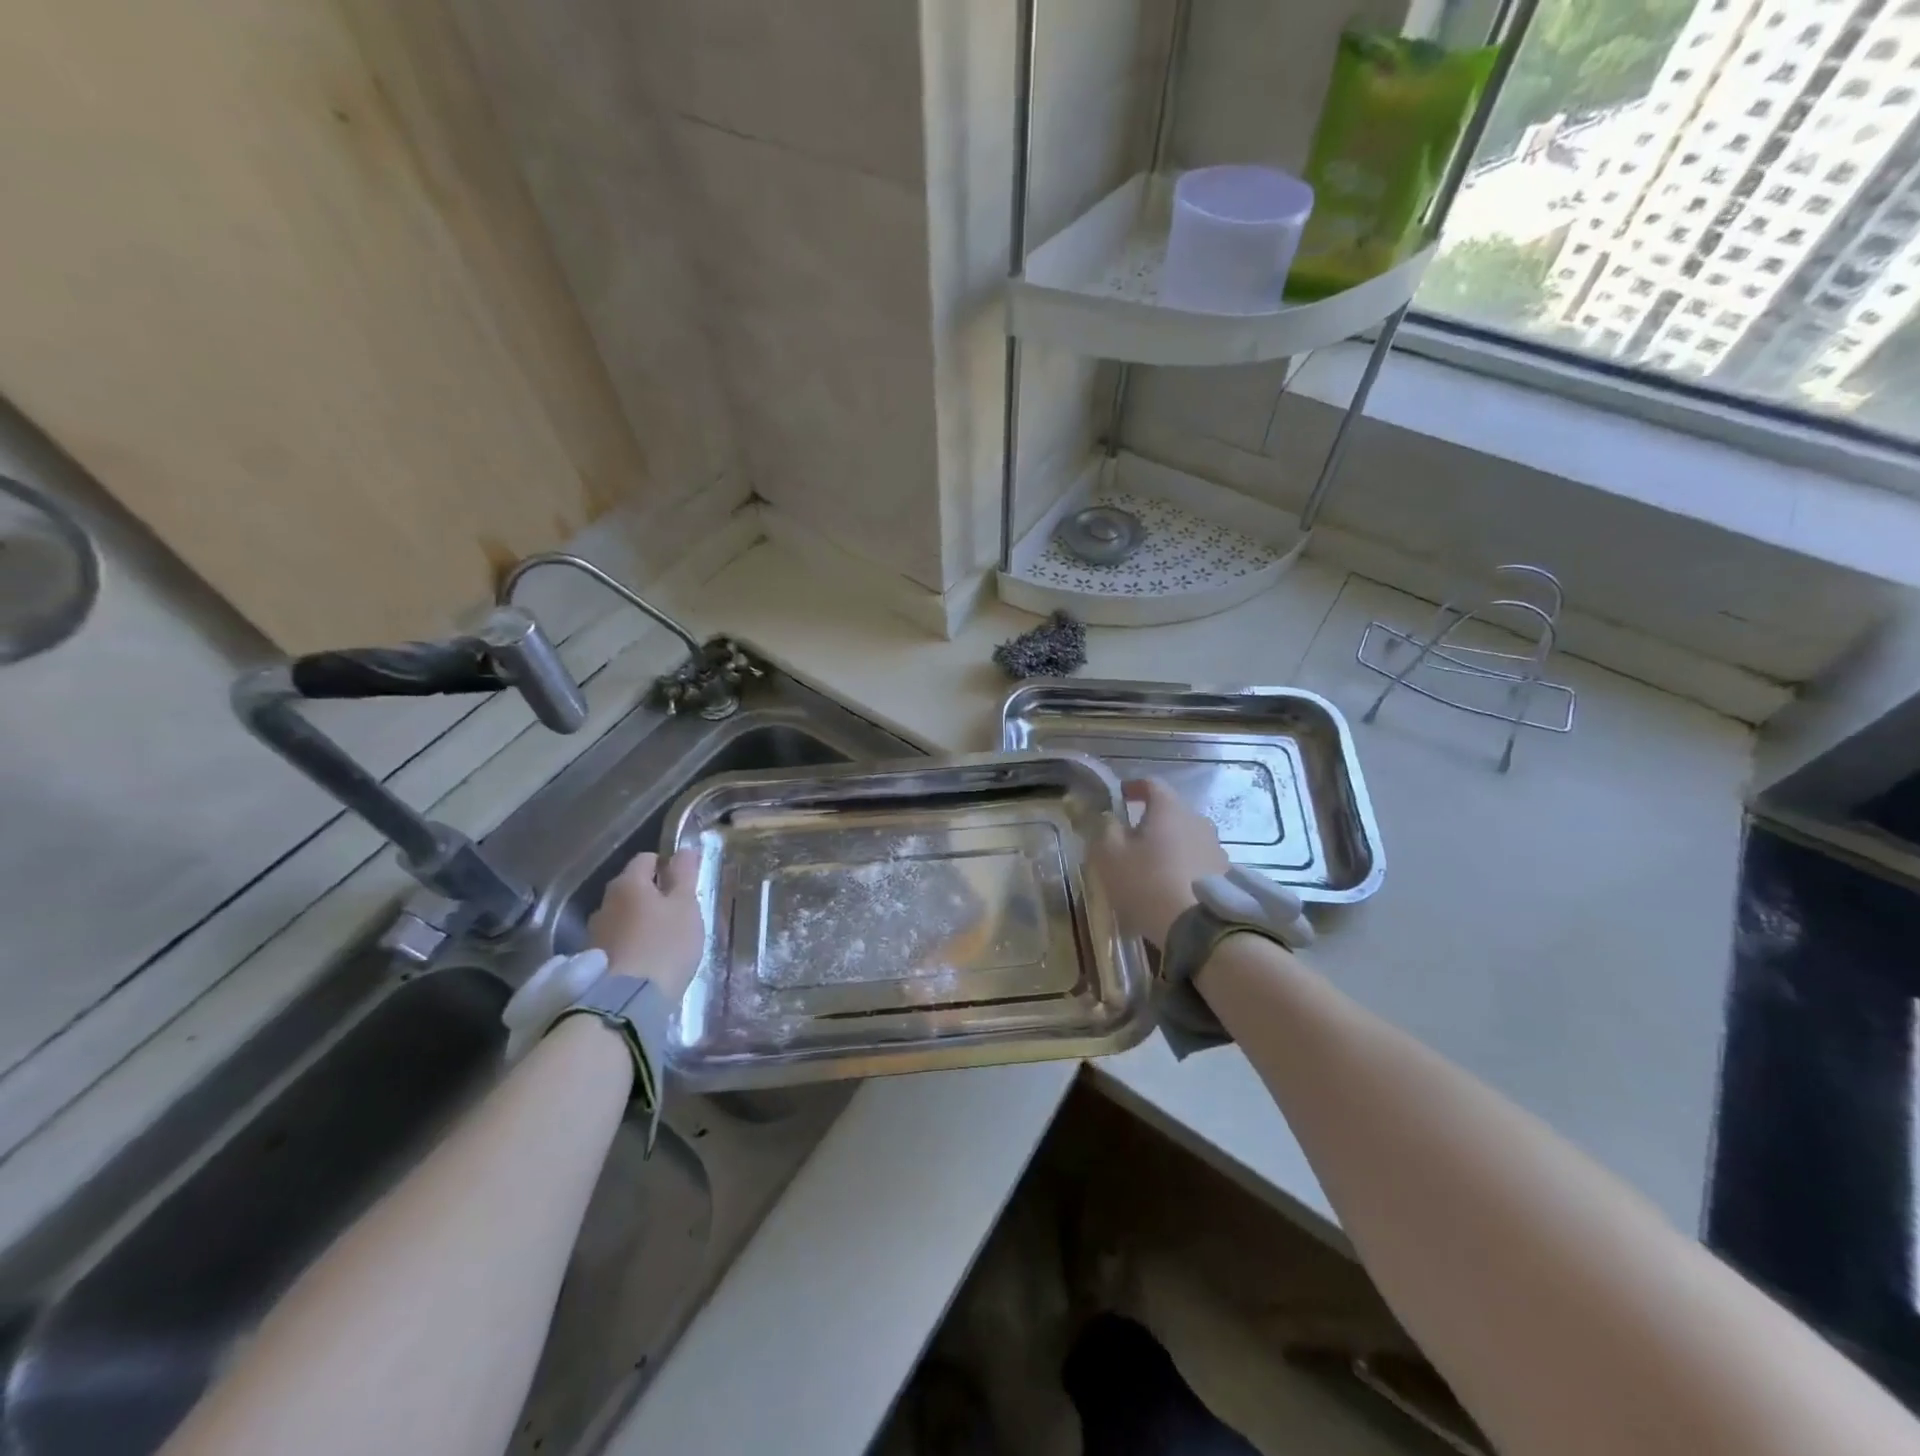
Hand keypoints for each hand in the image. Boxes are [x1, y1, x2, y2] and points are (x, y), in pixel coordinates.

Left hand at [588, 849, 704, 1002]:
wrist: (627, 1003)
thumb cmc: (665, 945)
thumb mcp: (686, 906)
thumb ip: (685, 875)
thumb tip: (683, 849)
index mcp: (628, 883)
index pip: (646, 859)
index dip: (667, 866)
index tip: (684, 884)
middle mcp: (605, 902)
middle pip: (632, 888)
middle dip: (652, 895)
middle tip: (676, 914)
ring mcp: (594, 932)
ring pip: (622, 916)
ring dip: (638, 921)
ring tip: (660, 940)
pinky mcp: (591, 960)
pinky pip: (615, 941)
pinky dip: (629, 944)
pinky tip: (644, 960)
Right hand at [1090, 779, 1228, 948]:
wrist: (1197, 927)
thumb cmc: (1146, 882)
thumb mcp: (1110, 854)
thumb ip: (1105, 828)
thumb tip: (1108, 817)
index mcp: (1169, 808)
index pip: (1151, 784)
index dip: (1134, 788)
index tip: (1120, 797)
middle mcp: (1198, 819)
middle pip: (1171, 811)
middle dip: (1151, 820)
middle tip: (1132, 838)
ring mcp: (1215, 846)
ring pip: (1186, 836)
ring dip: (1170, 844)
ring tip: (1153, 866)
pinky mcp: (1225, 873)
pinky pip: (1198, 859)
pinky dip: (1184, 865)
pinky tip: (1173, 885)